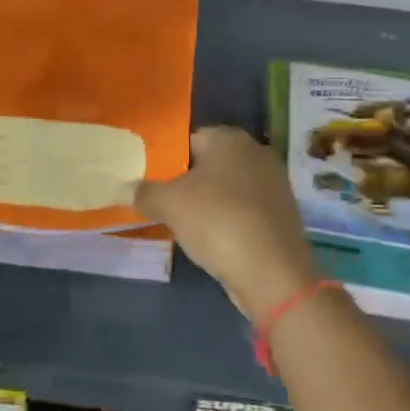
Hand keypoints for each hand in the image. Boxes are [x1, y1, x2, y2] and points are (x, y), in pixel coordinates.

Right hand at [138, 127, 317, 322]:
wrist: (272, 272)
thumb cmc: (217, 221)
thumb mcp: (169, 204)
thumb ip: (144, 191)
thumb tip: (125, 188)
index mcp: (230, 138)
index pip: (189, 139)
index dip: (167, 160)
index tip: (152, 182)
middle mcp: (257, 152)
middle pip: (211, 163)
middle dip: (189, 182)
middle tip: (166, 204)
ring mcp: (275, 184)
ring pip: (230, 188)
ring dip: (211, 203)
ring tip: (188, 226)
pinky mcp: (283, 215)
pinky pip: (247, 211)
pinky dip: (231, 221)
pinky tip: (217, 241)